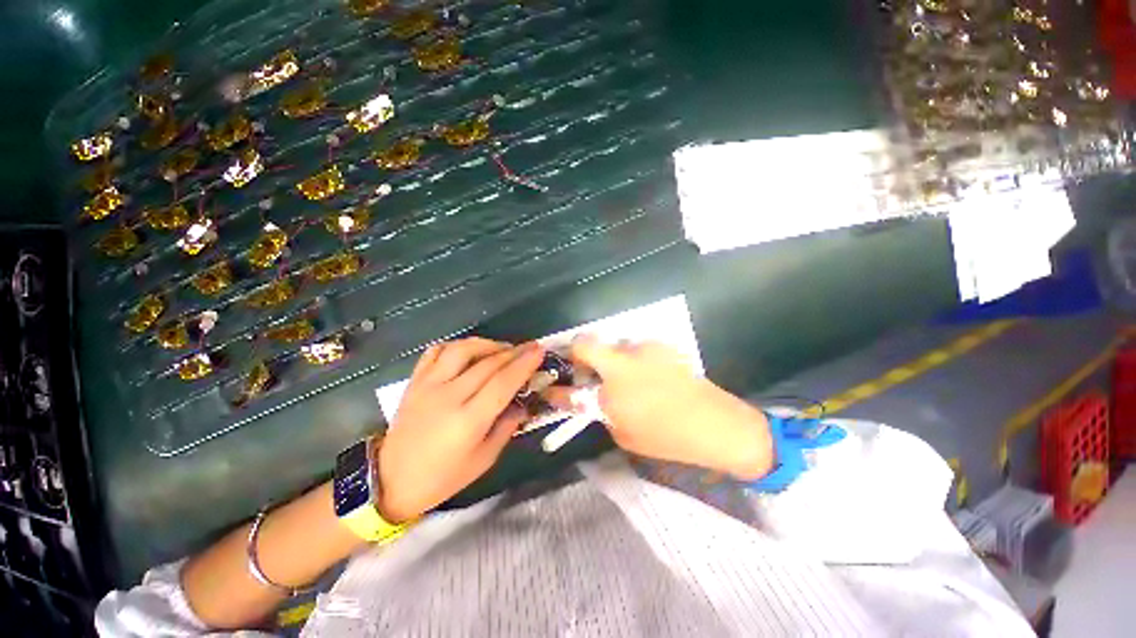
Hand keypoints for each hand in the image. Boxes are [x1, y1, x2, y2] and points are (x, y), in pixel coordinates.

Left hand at [377, 338, 543, 522]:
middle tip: (530, 347)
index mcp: (468, 421)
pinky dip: (457, 345)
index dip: (524, 365)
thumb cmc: (442, 477)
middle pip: (488, 363)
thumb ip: (506, 427)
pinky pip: (436, 351)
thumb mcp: (483, 460)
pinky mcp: (415, 381)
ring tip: (502, 348)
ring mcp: (428, 385)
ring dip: (487, 344)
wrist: (390, 480)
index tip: (539, 351)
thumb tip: (522, 404)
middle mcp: (448, 396)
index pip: (502, 383)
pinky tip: (469, 351)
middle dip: (514, 352)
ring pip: (462, 349)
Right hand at [553, 338, 772, 479]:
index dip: (558, 387)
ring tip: (631, 379)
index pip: (571, 387)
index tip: (554, 388)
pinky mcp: (662, 345)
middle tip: (589, 372)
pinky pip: (638, 350)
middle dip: (580, 355)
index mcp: (612, 389)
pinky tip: (652, 376)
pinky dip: (636, 360)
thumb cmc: (667, 438)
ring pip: (616, 346)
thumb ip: (604, 411)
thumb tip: (596, 398)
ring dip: (614, 360)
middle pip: (587, 343)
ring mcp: (645, 349)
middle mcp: (624, 361)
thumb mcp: (625, 435)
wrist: (716, 424)